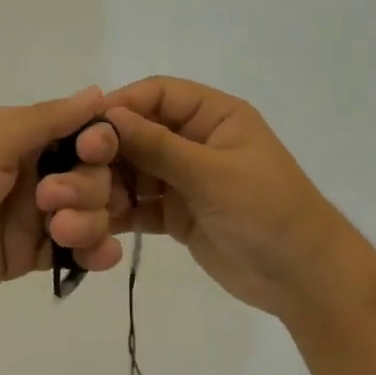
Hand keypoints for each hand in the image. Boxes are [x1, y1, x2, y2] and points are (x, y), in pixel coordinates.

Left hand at [0, 87, 126, 314]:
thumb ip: (47, 120)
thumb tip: (98, 92)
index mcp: (20, 136)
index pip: (82, 132)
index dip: (100, 142)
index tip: (96, 152)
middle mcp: (31, 171)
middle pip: (93, 175)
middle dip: (88, 187)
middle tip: (50, 201)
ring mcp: (31, 216)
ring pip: (91, 214)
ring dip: (91, 221)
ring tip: (61, 233)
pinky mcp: (28, 256)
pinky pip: (75, 251)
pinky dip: (94, 252)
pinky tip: (98, 257)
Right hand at [103, 76, 349, 320]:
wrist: (302, 279)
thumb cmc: (268, 211)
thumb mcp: (213, 174)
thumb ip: (159, 146)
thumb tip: (108, 116)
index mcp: (214, 117)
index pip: (157, 95)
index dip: (120, 106)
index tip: (82, 129)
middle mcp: (195, 142)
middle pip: (138, 134)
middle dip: (105, 153)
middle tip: (73, 175)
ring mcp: (184, 180)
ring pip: (133, 172)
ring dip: (106, 186)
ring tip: (79, 206)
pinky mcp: (176, 215)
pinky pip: (138, 205)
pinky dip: (118, 213)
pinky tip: (95, 225)